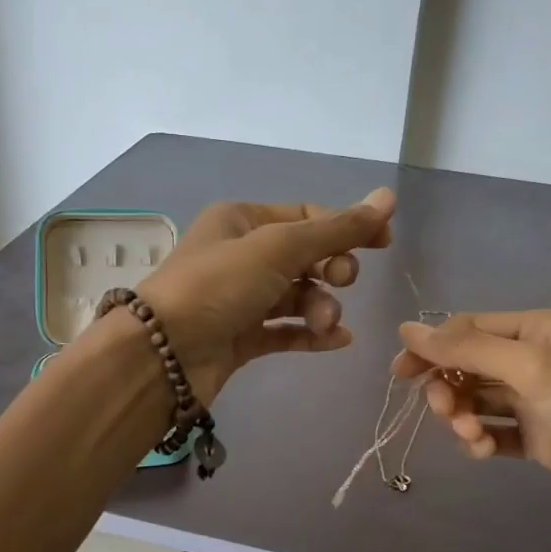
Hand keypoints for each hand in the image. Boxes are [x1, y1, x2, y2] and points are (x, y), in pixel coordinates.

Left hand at [136, 189, 395, 403]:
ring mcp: (239, 299)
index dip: (346, 227)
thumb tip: (388, 197)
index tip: (384, 242)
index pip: (305, 216)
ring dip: (320, 307)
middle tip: (342, 281)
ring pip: (295, 297)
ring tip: (326, 323)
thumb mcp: (279, 247)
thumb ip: (336, 228)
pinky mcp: (239, 338)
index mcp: (241, 220)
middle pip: (303, 257)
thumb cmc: (217, 286)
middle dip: (330, 270)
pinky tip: (337, 341)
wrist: (162, 354)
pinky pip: (284, 330)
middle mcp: (239, 255)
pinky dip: (310, 334)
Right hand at [393, 309, 550, 528]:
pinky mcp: (541, 438)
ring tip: (473, 439)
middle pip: (470, 366)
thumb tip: (406, 329)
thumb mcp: (532, 368)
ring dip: (465, 417)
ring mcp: (538, 401)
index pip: (469, 329)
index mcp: (539, 329)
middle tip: (447, 414)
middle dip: (450, 388)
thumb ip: (468, 349)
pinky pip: (496, 432)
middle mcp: (537, 359)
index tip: (400, 375)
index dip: (432, 348)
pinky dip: (482, 441)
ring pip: (479, 401)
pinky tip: (485, 453)